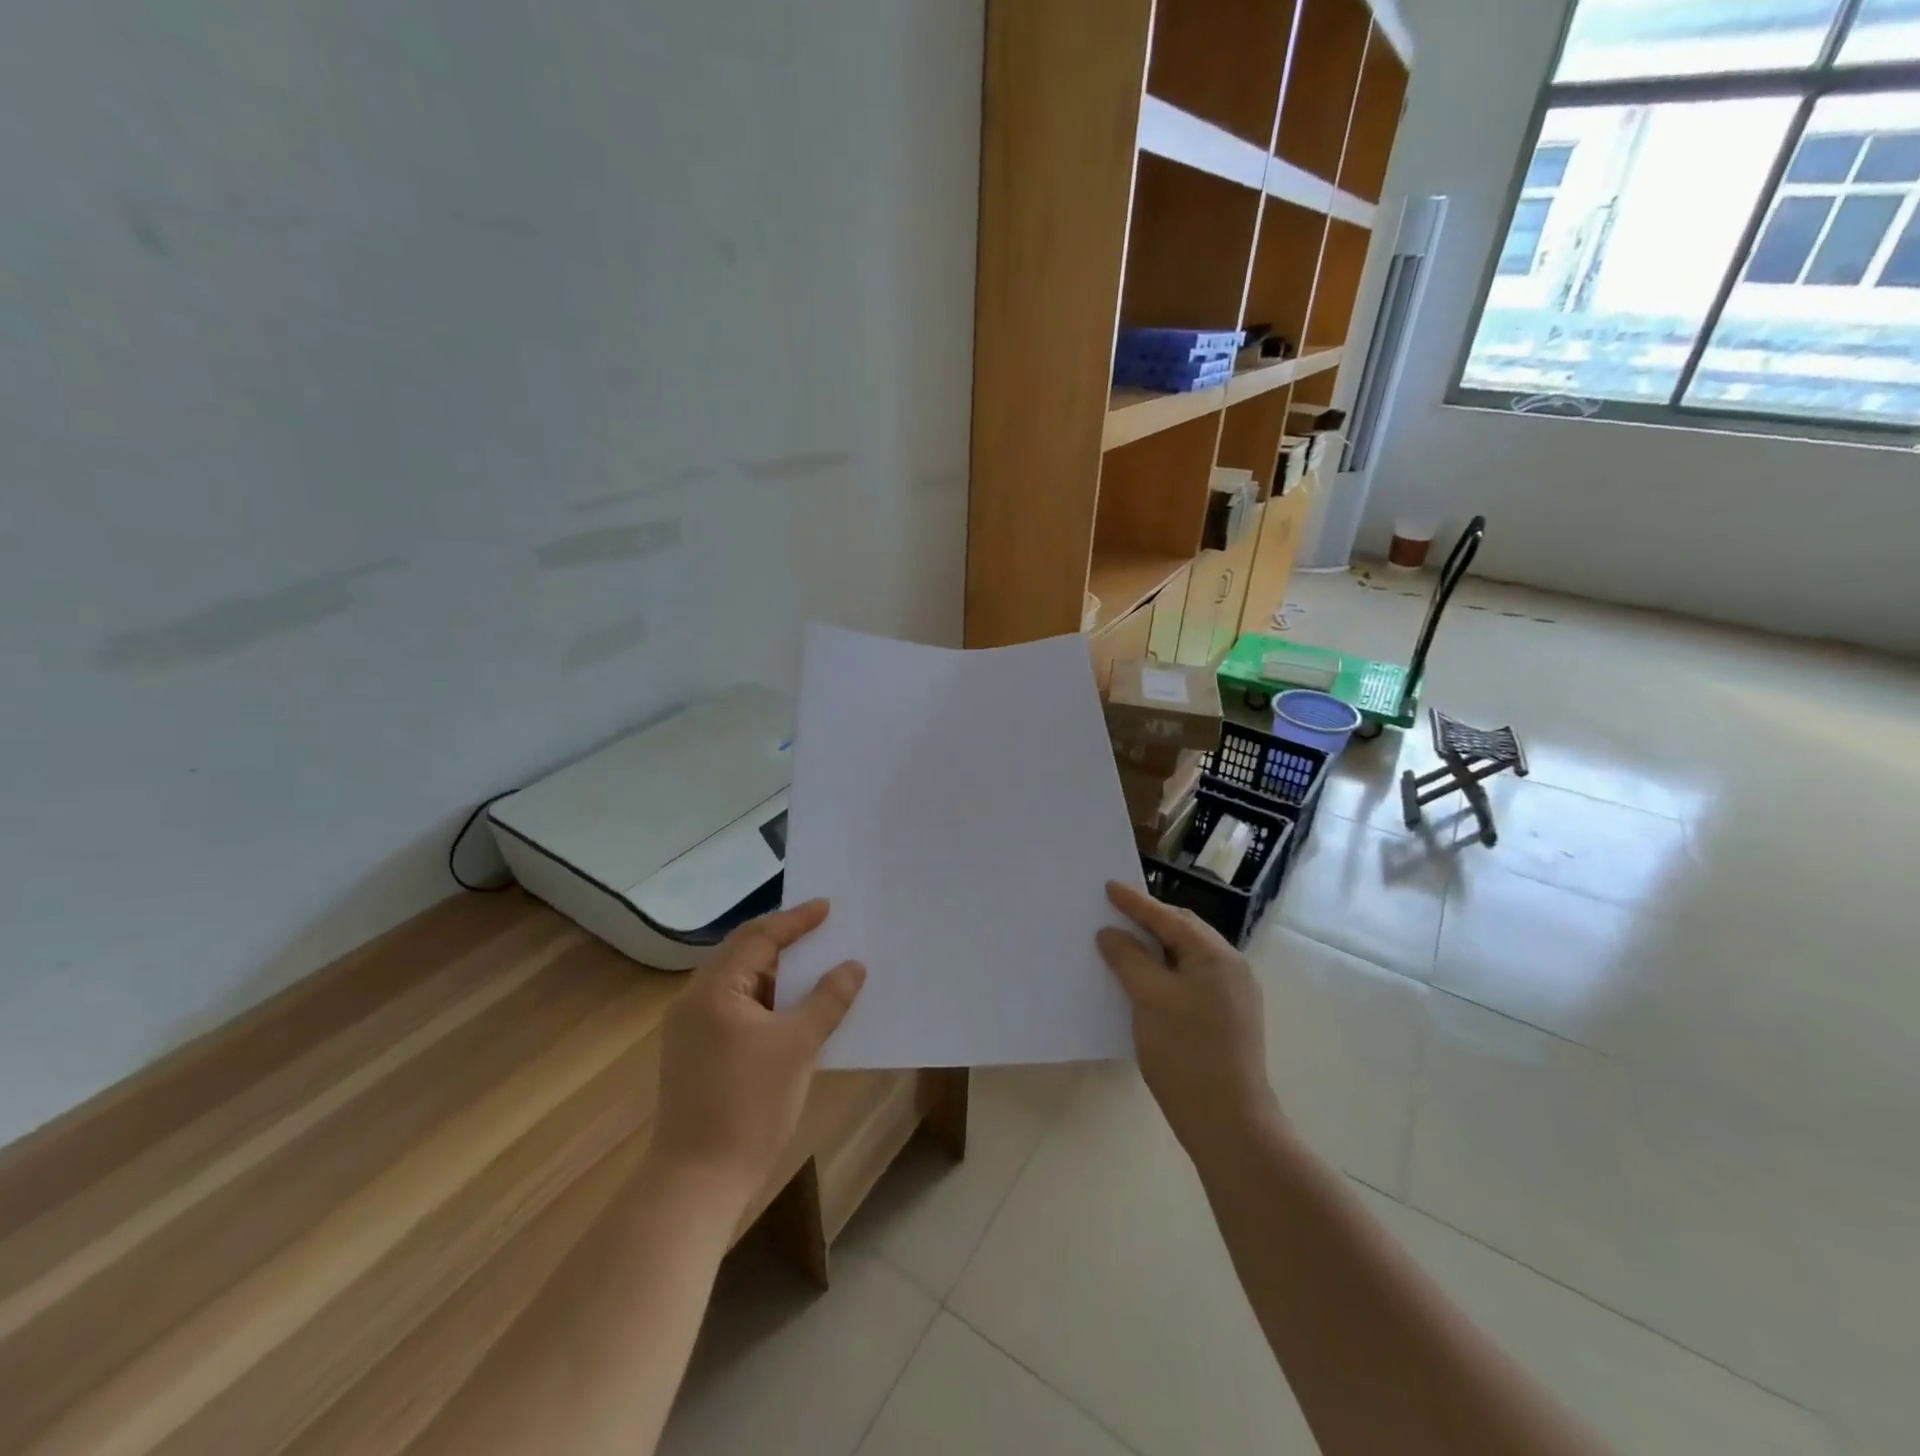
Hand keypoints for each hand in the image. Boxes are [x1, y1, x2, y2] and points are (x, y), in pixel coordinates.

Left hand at [646, 900, 865, 1204]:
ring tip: (813, 963)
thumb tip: (853, 966)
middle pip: (743, 953)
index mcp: (714, 989)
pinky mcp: (694, 1053)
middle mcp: (694, 1000)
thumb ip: (828, 1000)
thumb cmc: (749, 1106)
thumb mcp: (799, 1047)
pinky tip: (790, 1008)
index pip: (759, 938)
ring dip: (775, 972)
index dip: (796, 920)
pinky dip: (764, 999)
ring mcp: (689, 1029)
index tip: (827, 906)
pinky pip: (734, 1008)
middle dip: (783, 940)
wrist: (696, 1183)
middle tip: (821, 928)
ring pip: (738, 982)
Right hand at [1096, 882, 1279, 1161]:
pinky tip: (1143, 981)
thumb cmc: (1187, 1052)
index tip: (1108, 886)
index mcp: (1217, 957)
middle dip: (1148, 921)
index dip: (1136, 902)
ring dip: (1155, 948)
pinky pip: (1189, 980)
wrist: (1228, 1122)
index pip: (1170, 918)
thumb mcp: (1150, 998)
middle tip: (1114, 911)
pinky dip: (1164, 972)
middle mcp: (1231, 969)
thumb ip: (1128, 958)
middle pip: (1183, 933)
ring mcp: (1232, 996)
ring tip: (1123, 942)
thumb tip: (1110, 933)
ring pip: (1186, 958)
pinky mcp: (1225, 1020)